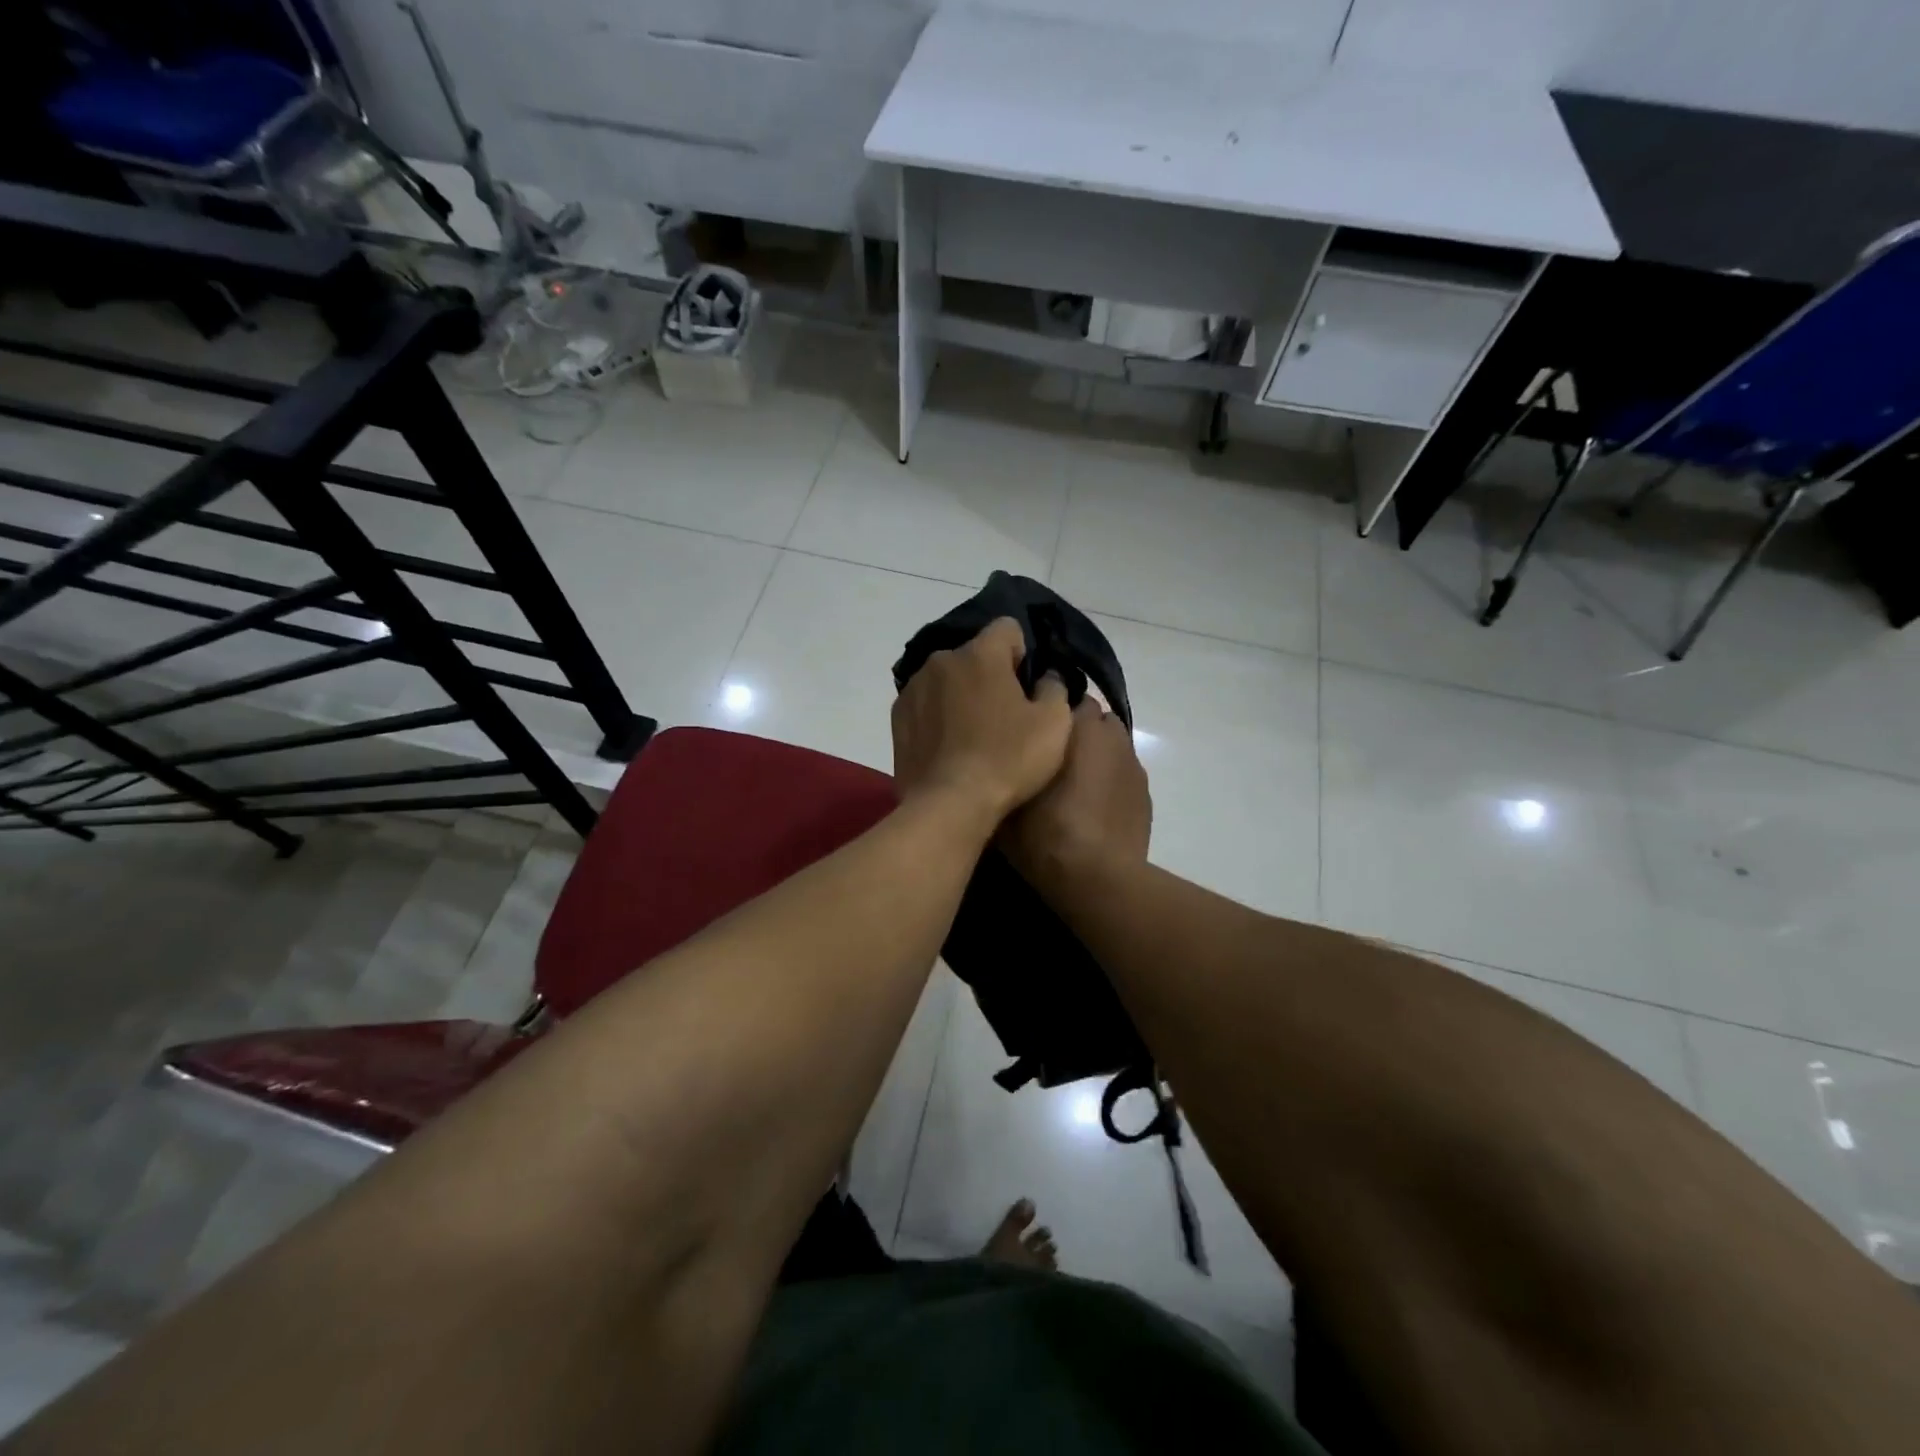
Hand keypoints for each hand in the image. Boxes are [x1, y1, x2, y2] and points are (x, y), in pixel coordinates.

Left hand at [891, 617, 1072, 824]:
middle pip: (974, 656)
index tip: (1027, 687)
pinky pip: (926, 705)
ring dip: (961, 695)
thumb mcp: (1055, 723)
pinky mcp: (897, 718)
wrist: (950, 805)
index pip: (1007, 628)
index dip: (1023, 654)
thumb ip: (1054, 687)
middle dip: (990, 676)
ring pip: (947, 680)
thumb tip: (1044, 678)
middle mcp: (941, 660)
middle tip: (1004, 715)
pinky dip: (938, 716)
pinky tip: (949, 747)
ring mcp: (913, 689)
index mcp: (980, 654)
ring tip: (973, 735)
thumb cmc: (1009, 759)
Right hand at [1001, 696, 1150, 896]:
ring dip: (1095, 753)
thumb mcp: (1006, 804)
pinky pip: (1122, 772)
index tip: (1030, 728)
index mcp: (1074, 726)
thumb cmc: (1045, 834)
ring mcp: (1132, 763)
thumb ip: (1005, 770)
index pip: (1063, 694)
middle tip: (1049, 755)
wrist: (1098, 879)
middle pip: (1092, 717)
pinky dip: (1109, 780)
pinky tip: (1093, 806)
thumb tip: (996, 760)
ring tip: (1073, 781)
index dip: (1047, 710)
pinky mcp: (1144, 792)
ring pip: (1111, 743)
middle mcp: (1108, 735)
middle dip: (1074, 729)